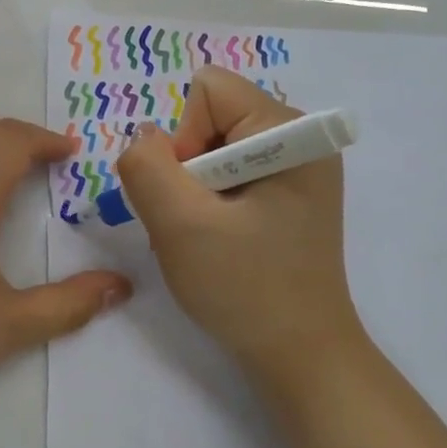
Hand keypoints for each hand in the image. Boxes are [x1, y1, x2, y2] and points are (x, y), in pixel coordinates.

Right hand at [116, 66, 362, 397]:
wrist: (300, 356)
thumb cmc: (245, 289)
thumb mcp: (180, 225)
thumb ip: (146, 166)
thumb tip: (144, 138)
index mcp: (292, 133)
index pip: (208, 91)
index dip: (184, 139)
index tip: (195, 196)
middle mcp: (302, 139)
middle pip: (210, 117)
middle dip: (187, 168)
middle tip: (198, 222)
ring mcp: (298, 169)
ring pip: (212, 148)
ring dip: (193, 191)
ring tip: (207, 237)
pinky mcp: (288, 195)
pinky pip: (228, 173)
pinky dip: (209, 204)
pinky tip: (220, 241)